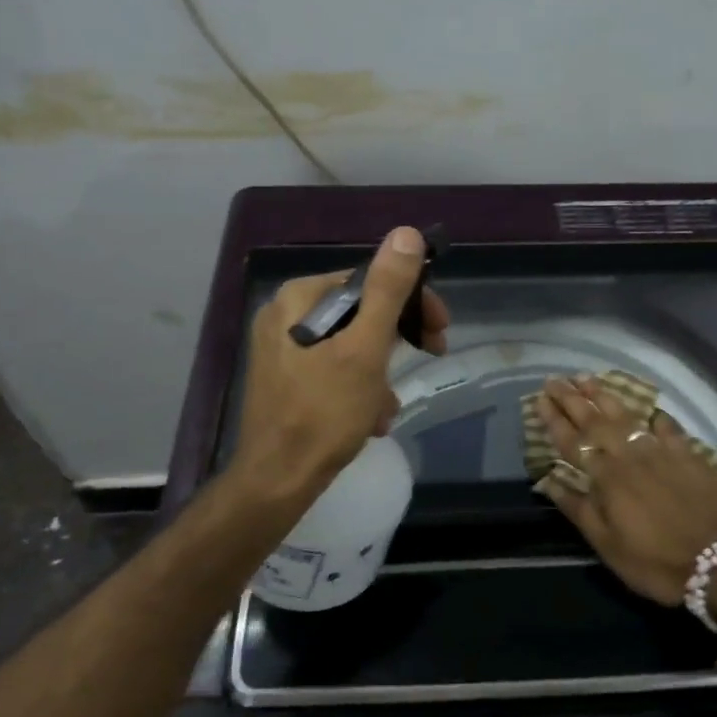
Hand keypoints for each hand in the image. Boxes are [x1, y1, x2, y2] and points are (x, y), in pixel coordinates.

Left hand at [230, 227, 449, 506]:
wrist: (276, 482)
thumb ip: (388, 291)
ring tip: (386, 408)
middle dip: (394, 344)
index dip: (412, 303)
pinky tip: (368, 419)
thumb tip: (406, 234)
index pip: (369, 282)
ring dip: (379, 374)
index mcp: (299, 298)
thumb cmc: (323, 413)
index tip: (440, 332)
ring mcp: (282, 348)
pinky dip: (358, 389)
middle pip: (360, 313)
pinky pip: (334, 369)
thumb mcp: (365, 349)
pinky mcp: (285, 379)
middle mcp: (285, 315)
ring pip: (351, 345)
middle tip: (428, 359)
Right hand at [534, 375, 716, 604]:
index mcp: (606, 477)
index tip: (539, 399)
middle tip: (555, 379)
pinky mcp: (688, 454)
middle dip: (572, 398)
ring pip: (627, 416)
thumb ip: (579, 509)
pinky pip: (668, 428)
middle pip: (595, 421)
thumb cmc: (657, 561)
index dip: (554, 419)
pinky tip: (650, 410)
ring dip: (604, 396)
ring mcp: (661, 451)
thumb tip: (549, 481)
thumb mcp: (609, 546)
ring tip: (587, 378)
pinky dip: (656, 417)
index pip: (573, 441)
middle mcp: (630, 455)